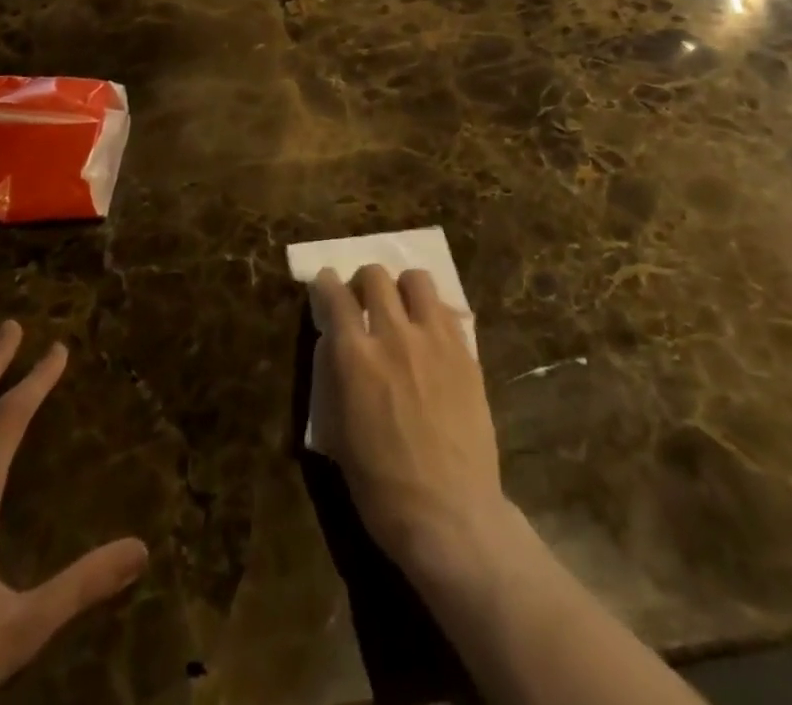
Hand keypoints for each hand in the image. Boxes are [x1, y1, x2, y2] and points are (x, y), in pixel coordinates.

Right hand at [310, 266, 518, 583]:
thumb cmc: (382, 488)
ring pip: (416, 280)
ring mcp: (434, 339)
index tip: (325, 285)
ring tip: (401, 311)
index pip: (334, 295)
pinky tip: (430, 337)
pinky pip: (446, 310)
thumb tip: (335, 346)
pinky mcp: (466, 352)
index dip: (325, 284)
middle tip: (363, 303)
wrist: (450, 515)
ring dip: (402, 288)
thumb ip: (335, 379)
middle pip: (375, 276)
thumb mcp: (338, 435)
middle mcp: (394, 335)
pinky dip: (431, 313)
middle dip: (363, 283)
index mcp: (355, 357)